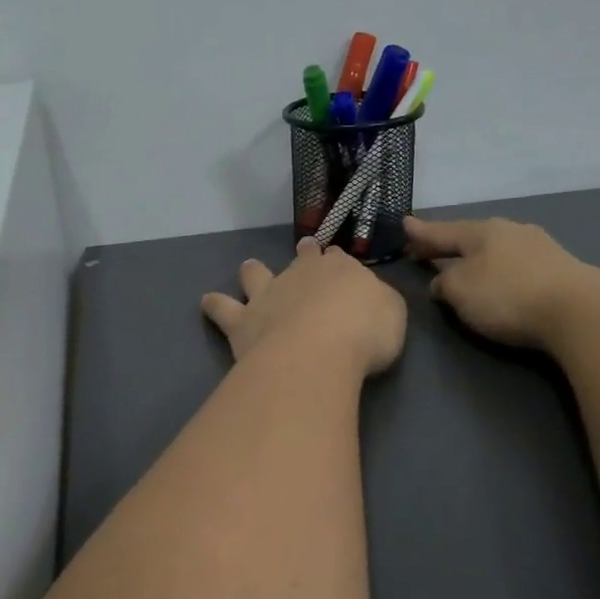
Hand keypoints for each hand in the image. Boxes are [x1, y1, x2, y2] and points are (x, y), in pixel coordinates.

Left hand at [201, 238, 406, 376]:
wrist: (319, 349)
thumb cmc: (365, 332)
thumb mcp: (392, 313)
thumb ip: (378, 302)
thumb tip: (368, 300)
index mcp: (340, 270)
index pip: (338, 259)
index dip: (337, 259)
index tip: (336, 259)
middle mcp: (300, 275)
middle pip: (300, 259)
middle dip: (303, 254)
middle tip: (304, 249)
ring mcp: (267, 295)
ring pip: (256, 274)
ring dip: (253, 271)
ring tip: (248, 268)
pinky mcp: (242, 321)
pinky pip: (223, 308)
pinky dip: (214, 305)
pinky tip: (208, 303)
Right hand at [404, 214, 595, 349]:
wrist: (579, 312)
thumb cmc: (507, 296)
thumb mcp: (460, 291)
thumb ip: (444, 284)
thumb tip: (442, 281)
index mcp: (481, 231)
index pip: (442, 231)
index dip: (421, 232)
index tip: (404, 224)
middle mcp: (510, 231)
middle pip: (470, 237)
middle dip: (448, 245)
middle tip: (427, 250)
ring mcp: (539, 247)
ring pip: (496, 249)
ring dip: (477, 258)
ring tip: (464, 268)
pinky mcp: (560, 268)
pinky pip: (517, 264)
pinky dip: (501, 270)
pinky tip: (500, 280)